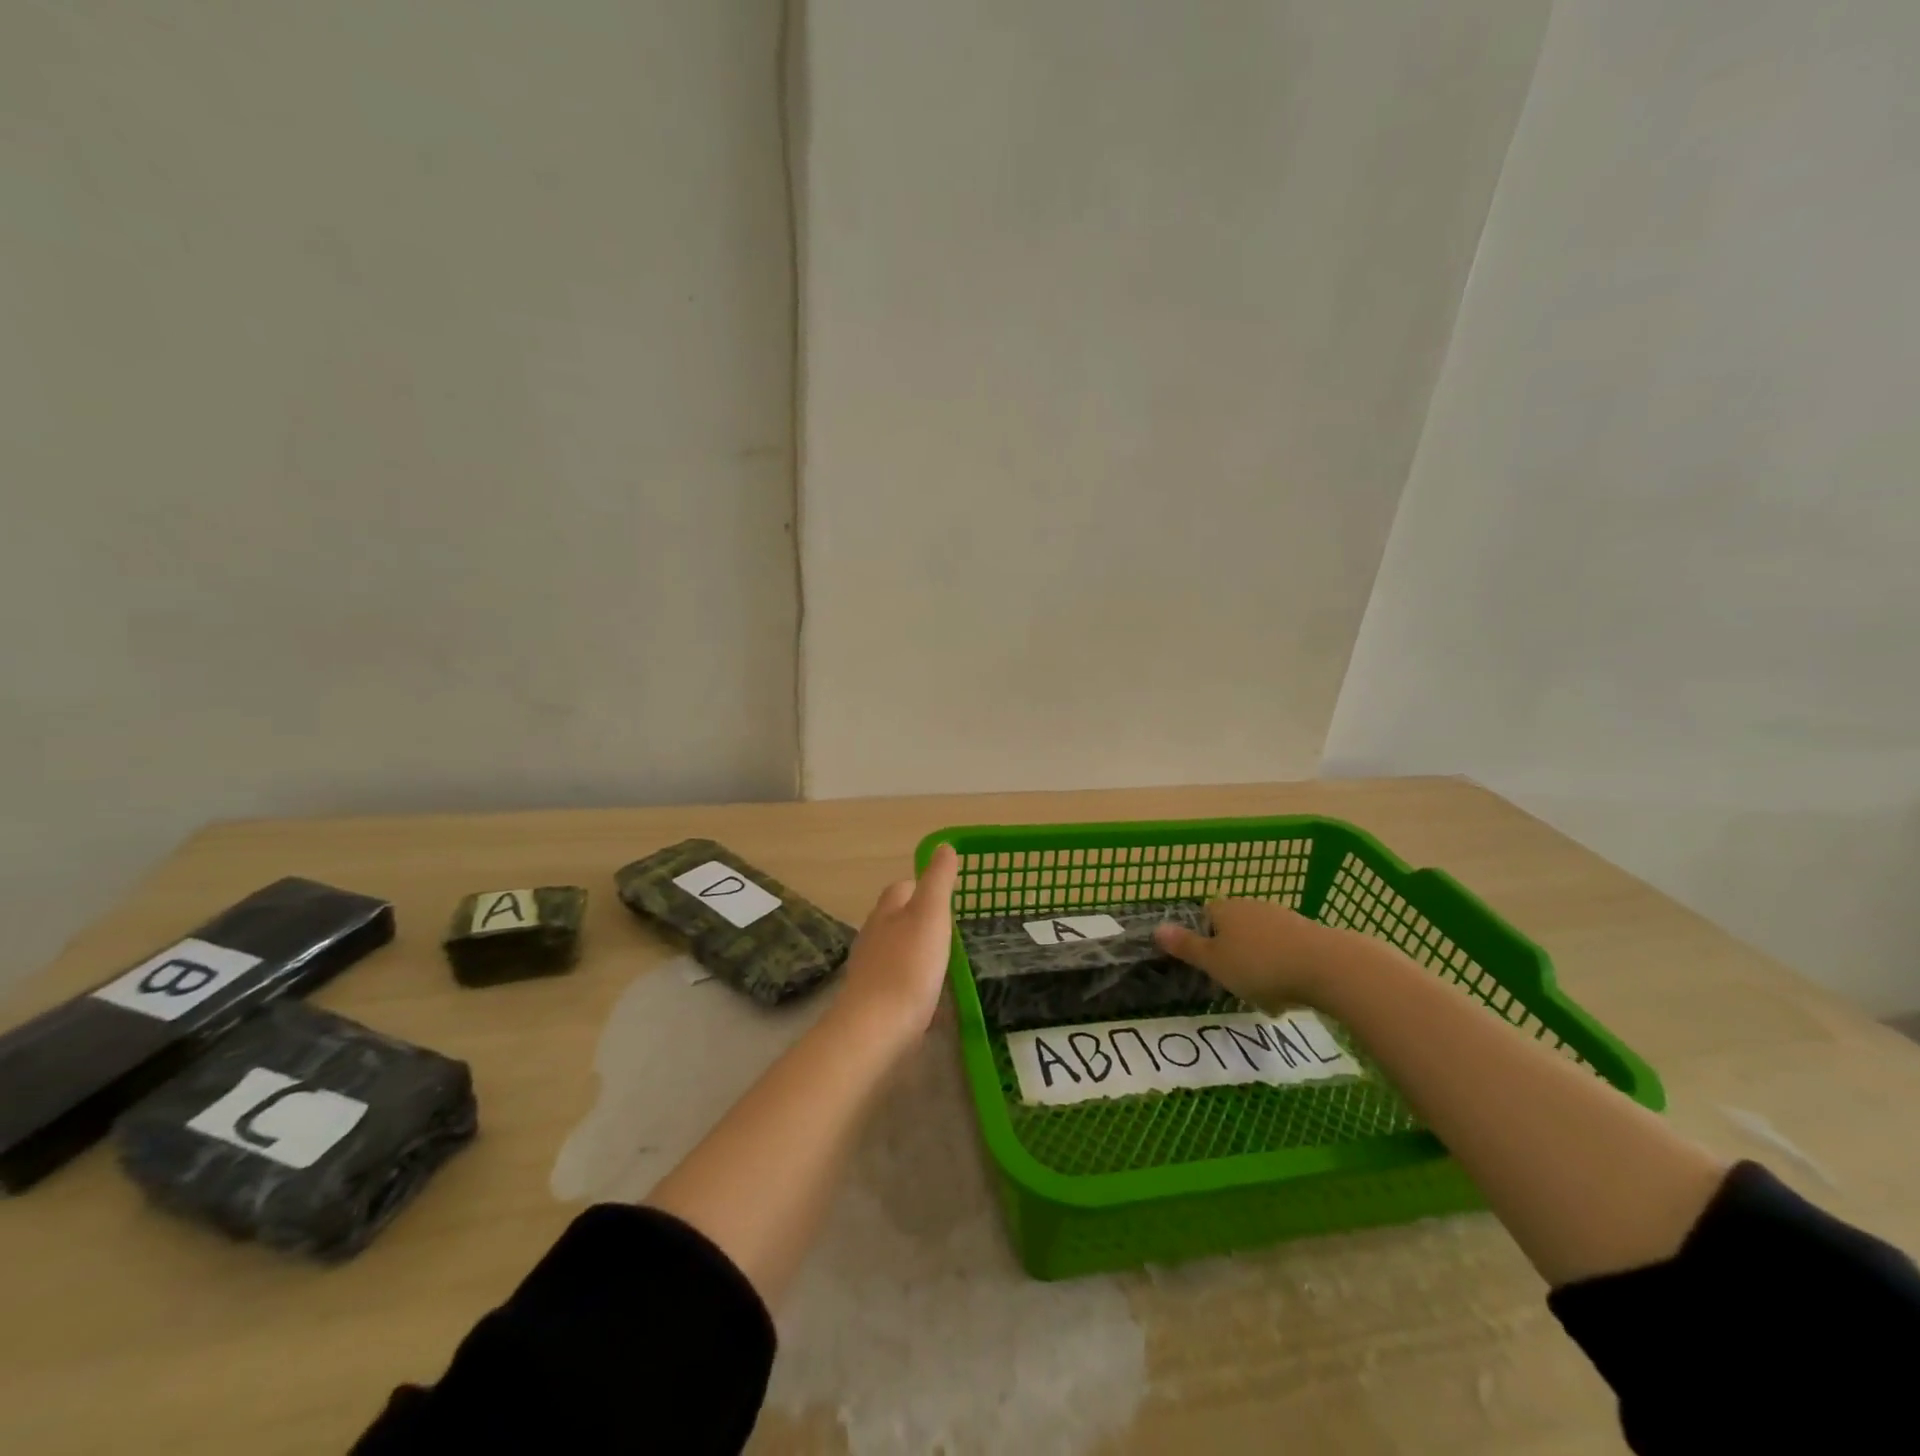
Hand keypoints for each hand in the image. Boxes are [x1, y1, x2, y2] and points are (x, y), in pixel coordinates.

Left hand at [832, 843, 960, 1046]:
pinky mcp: (872, 999)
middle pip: (895, 918)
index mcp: (886, 911)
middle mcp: (872, 935)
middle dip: (917, 920)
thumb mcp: (931, 915)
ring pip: (894, 949)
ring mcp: (869, 969)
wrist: (876, 1028)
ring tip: (942, 961)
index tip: (946, 898)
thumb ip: (938, 881)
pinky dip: (910, 981)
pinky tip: (927, 994)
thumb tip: (944, 846)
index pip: (902, 888)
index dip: (922, 888)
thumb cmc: (908, 966)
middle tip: (949, 930)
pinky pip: (894, 981)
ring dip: (914, 951)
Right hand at [1153, 897, 1356, 1011]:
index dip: (1202, 939)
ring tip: (1264, 995)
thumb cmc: (1260, 966)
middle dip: (1233, 954)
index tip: (1207, 965)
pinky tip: (1290, 993)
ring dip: (1259, 963)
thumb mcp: (1215, 963)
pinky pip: (1286, 951)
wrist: (1328, 967)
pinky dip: (1284, 968)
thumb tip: (1156, 928)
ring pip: (1261, 940)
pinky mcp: (1310, 933)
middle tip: (1234, 984)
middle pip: (1233, 928)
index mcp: (1224, 909)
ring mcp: (1283, 917)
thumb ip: (1186, 946)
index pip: (1204, 916)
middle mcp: (1251, 905)